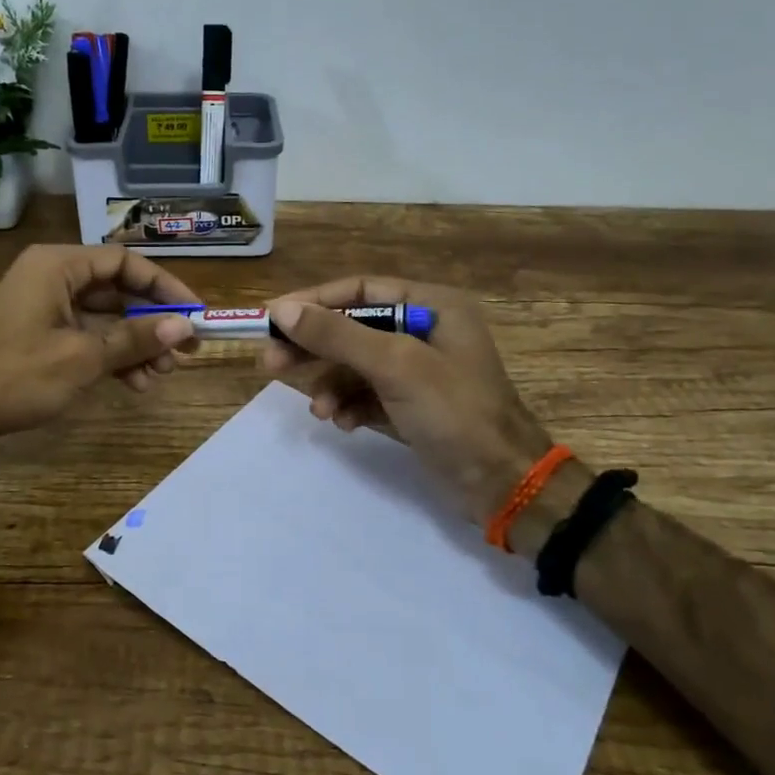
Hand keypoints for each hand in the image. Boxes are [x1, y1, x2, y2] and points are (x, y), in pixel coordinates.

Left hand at [0, 244, 198, 442]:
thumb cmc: (15, 375)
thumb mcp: (83, 357)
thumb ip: (136, 338)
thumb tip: (185, 326)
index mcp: (58, 266)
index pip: (125, 262)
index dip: (164, 286)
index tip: (194, 313)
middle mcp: (52, 277)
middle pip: (117, 291)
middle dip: (152, 323)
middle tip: (184, 353)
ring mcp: (44, 307)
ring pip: (104, 318)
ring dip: (135, 345)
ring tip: (161, 375)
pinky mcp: (39, 334)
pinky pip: (86, 336)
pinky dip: (111, 356)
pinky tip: (135, 382)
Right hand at [260, 277, 551, 522]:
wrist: (503, 484)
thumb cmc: (454, 412)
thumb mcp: (395, 366)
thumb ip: (337, 335)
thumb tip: (281, 309)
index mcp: (431, 305)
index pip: (359, 289)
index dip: (313, 302)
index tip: (271, 319)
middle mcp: (425, 330)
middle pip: (353, 327)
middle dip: (314, 348)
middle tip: (271, 364)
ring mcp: (420, 370)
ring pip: (357, 365)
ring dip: (332, 385)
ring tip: (319, 411)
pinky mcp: (414, 404)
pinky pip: (368, 394)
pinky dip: (351, 406)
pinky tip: (344, 423)